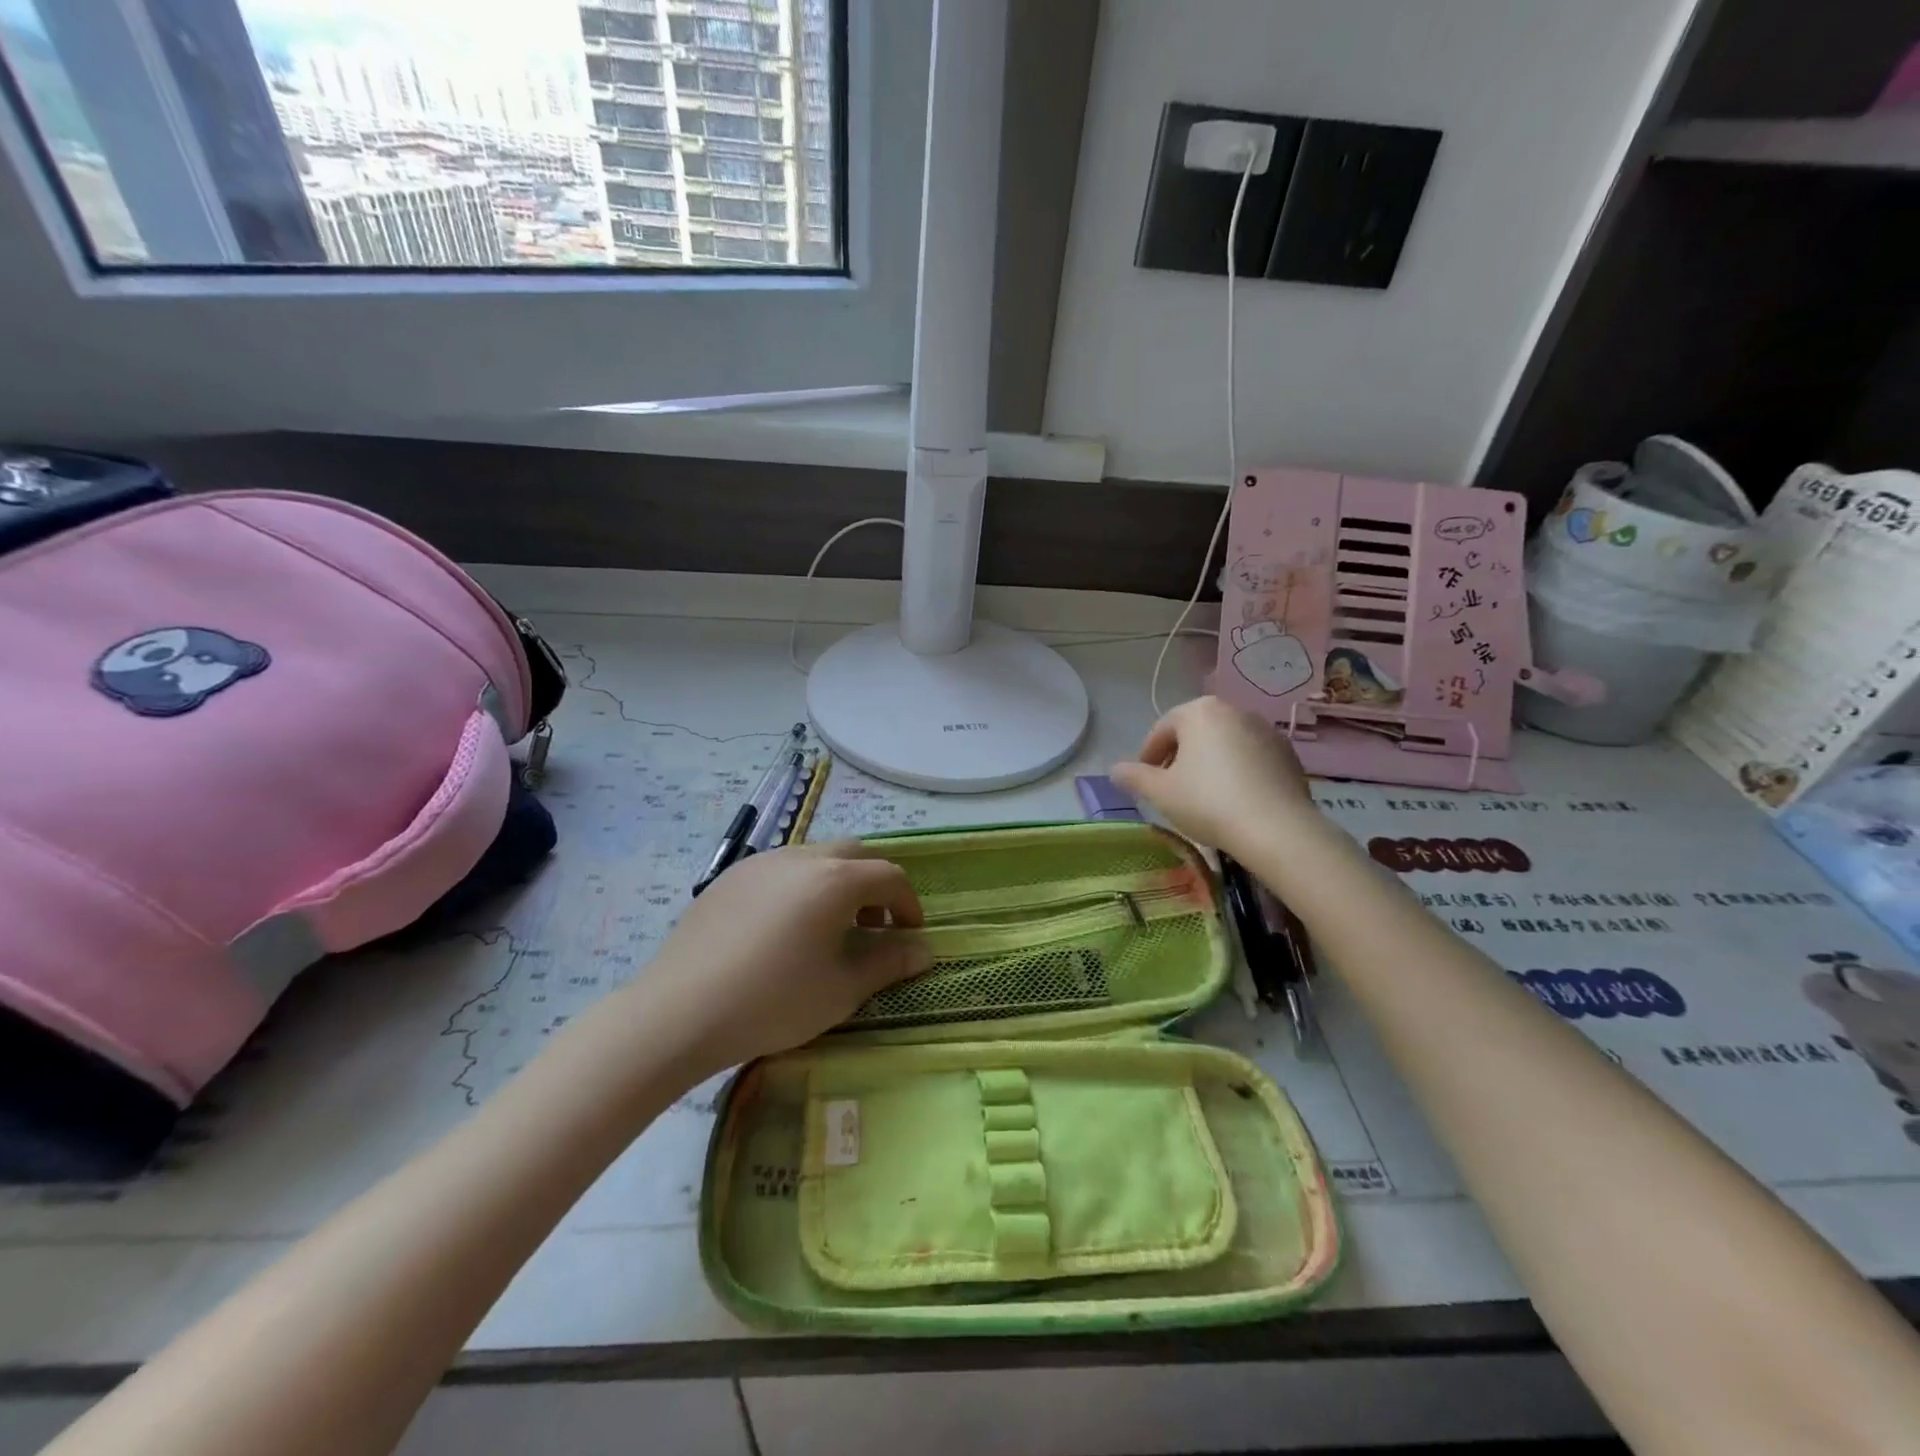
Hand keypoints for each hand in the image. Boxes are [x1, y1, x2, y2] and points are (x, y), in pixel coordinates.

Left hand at [635, 841, 930, 1075]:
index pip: (888, 875)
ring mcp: (760, 863)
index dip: (908, 903)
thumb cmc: (773, 1002)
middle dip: (873, 884)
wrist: (679, 1012)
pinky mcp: (729, 878)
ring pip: (814, 857)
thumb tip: (924, 950)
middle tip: (873, 926)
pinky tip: (782, 930)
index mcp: (834, 880)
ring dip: (836, 883)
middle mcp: (800, 858)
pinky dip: (800, 887)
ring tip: (827, 928)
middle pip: (853, 854)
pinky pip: (780, 870)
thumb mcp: (841, 990)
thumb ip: (887, 963)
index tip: (910, 934)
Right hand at [1111, 696, 1317, 856]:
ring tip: (1202, 796)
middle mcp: (1235, 710)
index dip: (1148, 756)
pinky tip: (1233, 800)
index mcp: (1200, 711)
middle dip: (1179, 757)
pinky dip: (1237, 772)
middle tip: (1170, 788)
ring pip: (1225, 744)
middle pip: (1195, 733)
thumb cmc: (1207, 801)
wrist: (1276, 828)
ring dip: (1209, 764)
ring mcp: (1266, 731)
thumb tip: (1115, 770)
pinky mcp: (1288, 754)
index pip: (1162, 729)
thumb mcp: (1160, 792)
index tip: (1144, 781)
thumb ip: (1134, 776)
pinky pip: (1251, 758)